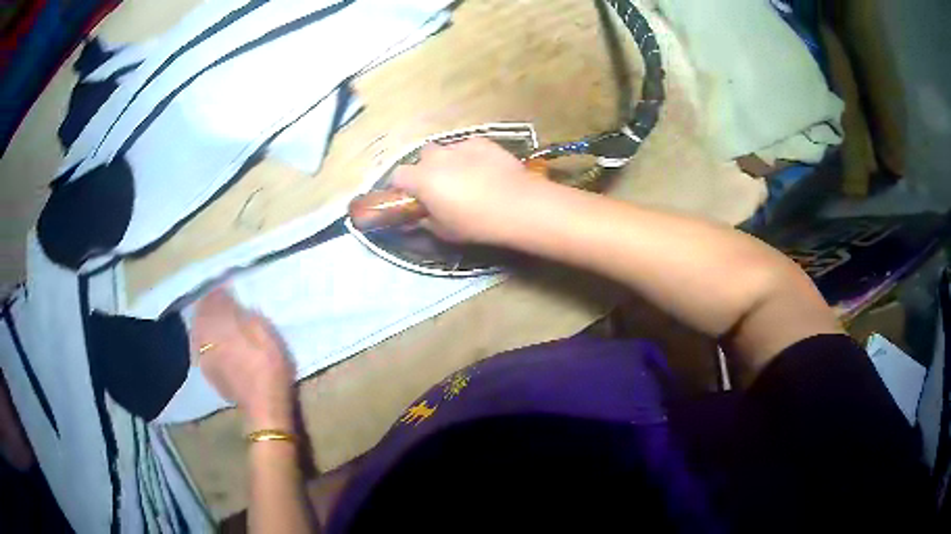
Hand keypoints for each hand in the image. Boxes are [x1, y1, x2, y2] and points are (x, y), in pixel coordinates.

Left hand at [191, 289, 293, 430]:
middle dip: (208, 304)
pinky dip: (202, 338)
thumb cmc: (268, 366)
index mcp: (221, 325)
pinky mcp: (208, 371)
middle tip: (218, 299)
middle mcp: (207, 337)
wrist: (263, 406)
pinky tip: (208, 340)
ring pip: (197, 330)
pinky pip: (199, 346)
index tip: (225, 286)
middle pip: (201, 314)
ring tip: (212, 318)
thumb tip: (229, 300)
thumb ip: (243, 314)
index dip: (219, 291)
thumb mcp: (263, 332)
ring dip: (203, 320)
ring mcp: (205, 356)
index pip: (214, 300)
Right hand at [391, 137, 542, 242]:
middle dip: (426, 170)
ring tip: (465, 178)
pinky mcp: (482, 142)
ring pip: (446, 150)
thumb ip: (426, 221)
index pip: (398, 176)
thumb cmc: (475, 223)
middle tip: (440, 188)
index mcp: (421, 179)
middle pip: (422, 158)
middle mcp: (436, 157)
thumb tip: (418, 219)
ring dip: (448, 161)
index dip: (403, 187)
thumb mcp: (444, 231)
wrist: (517, 205)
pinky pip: (468, 147)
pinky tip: (485, 170)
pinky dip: (470, 156)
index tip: (413, 198)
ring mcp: (460, 146)